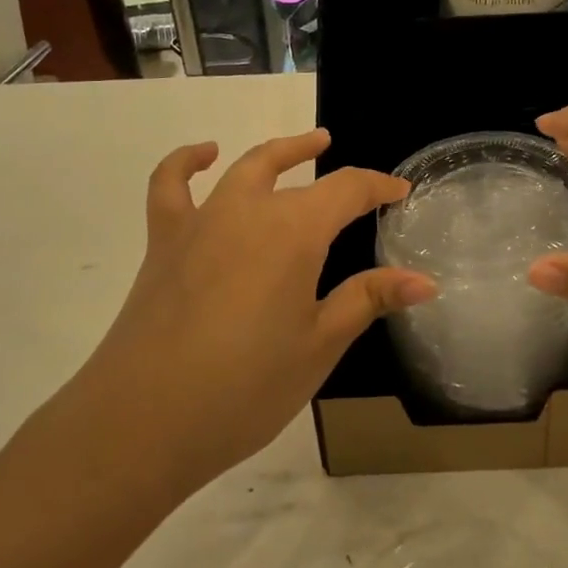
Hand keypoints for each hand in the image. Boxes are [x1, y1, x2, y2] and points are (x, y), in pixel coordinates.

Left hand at [72, 129, 434, 498]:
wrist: (143, 421)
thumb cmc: (246, 386)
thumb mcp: (319, 345)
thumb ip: (369, 299)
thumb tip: (425, 280)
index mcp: (294, 231)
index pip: (348, 190)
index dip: (378, 187)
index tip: (400, 191)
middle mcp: (248, 210)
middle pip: (291, 168)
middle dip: (321, 158)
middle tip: (340, 153)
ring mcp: (201, 221)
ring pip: (243, 168)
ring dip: (275, 153)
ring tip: (299, 147)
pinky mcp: (164, 243)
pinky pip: (171, 185)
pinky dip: (186, 162)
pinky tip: (203, 156)